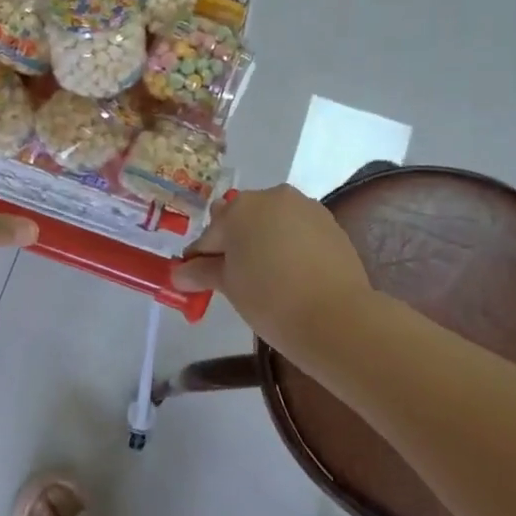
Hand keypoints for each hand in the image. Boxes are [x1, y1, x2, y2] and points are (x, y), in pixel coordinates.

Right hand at [172, 185, 374, 355]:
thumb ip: (202, 272)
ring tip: (265, 278)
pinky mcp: (331, 224)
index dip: (200, 259)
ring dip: (263, 242)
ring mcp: (305, 208)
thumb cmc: (269, 299)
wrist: (336, 318)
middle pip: (242, 220)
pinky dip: (289, 246)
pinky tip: (291, 274)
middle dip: (234, 244)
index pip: (210, 234)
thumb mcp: (228, 286)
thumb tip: (179, 273)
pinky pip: (298, 231)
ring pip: (272, 223)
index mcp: (239, 208)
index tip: (197, 280)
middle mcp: (272, 197)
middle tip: (233, 279)